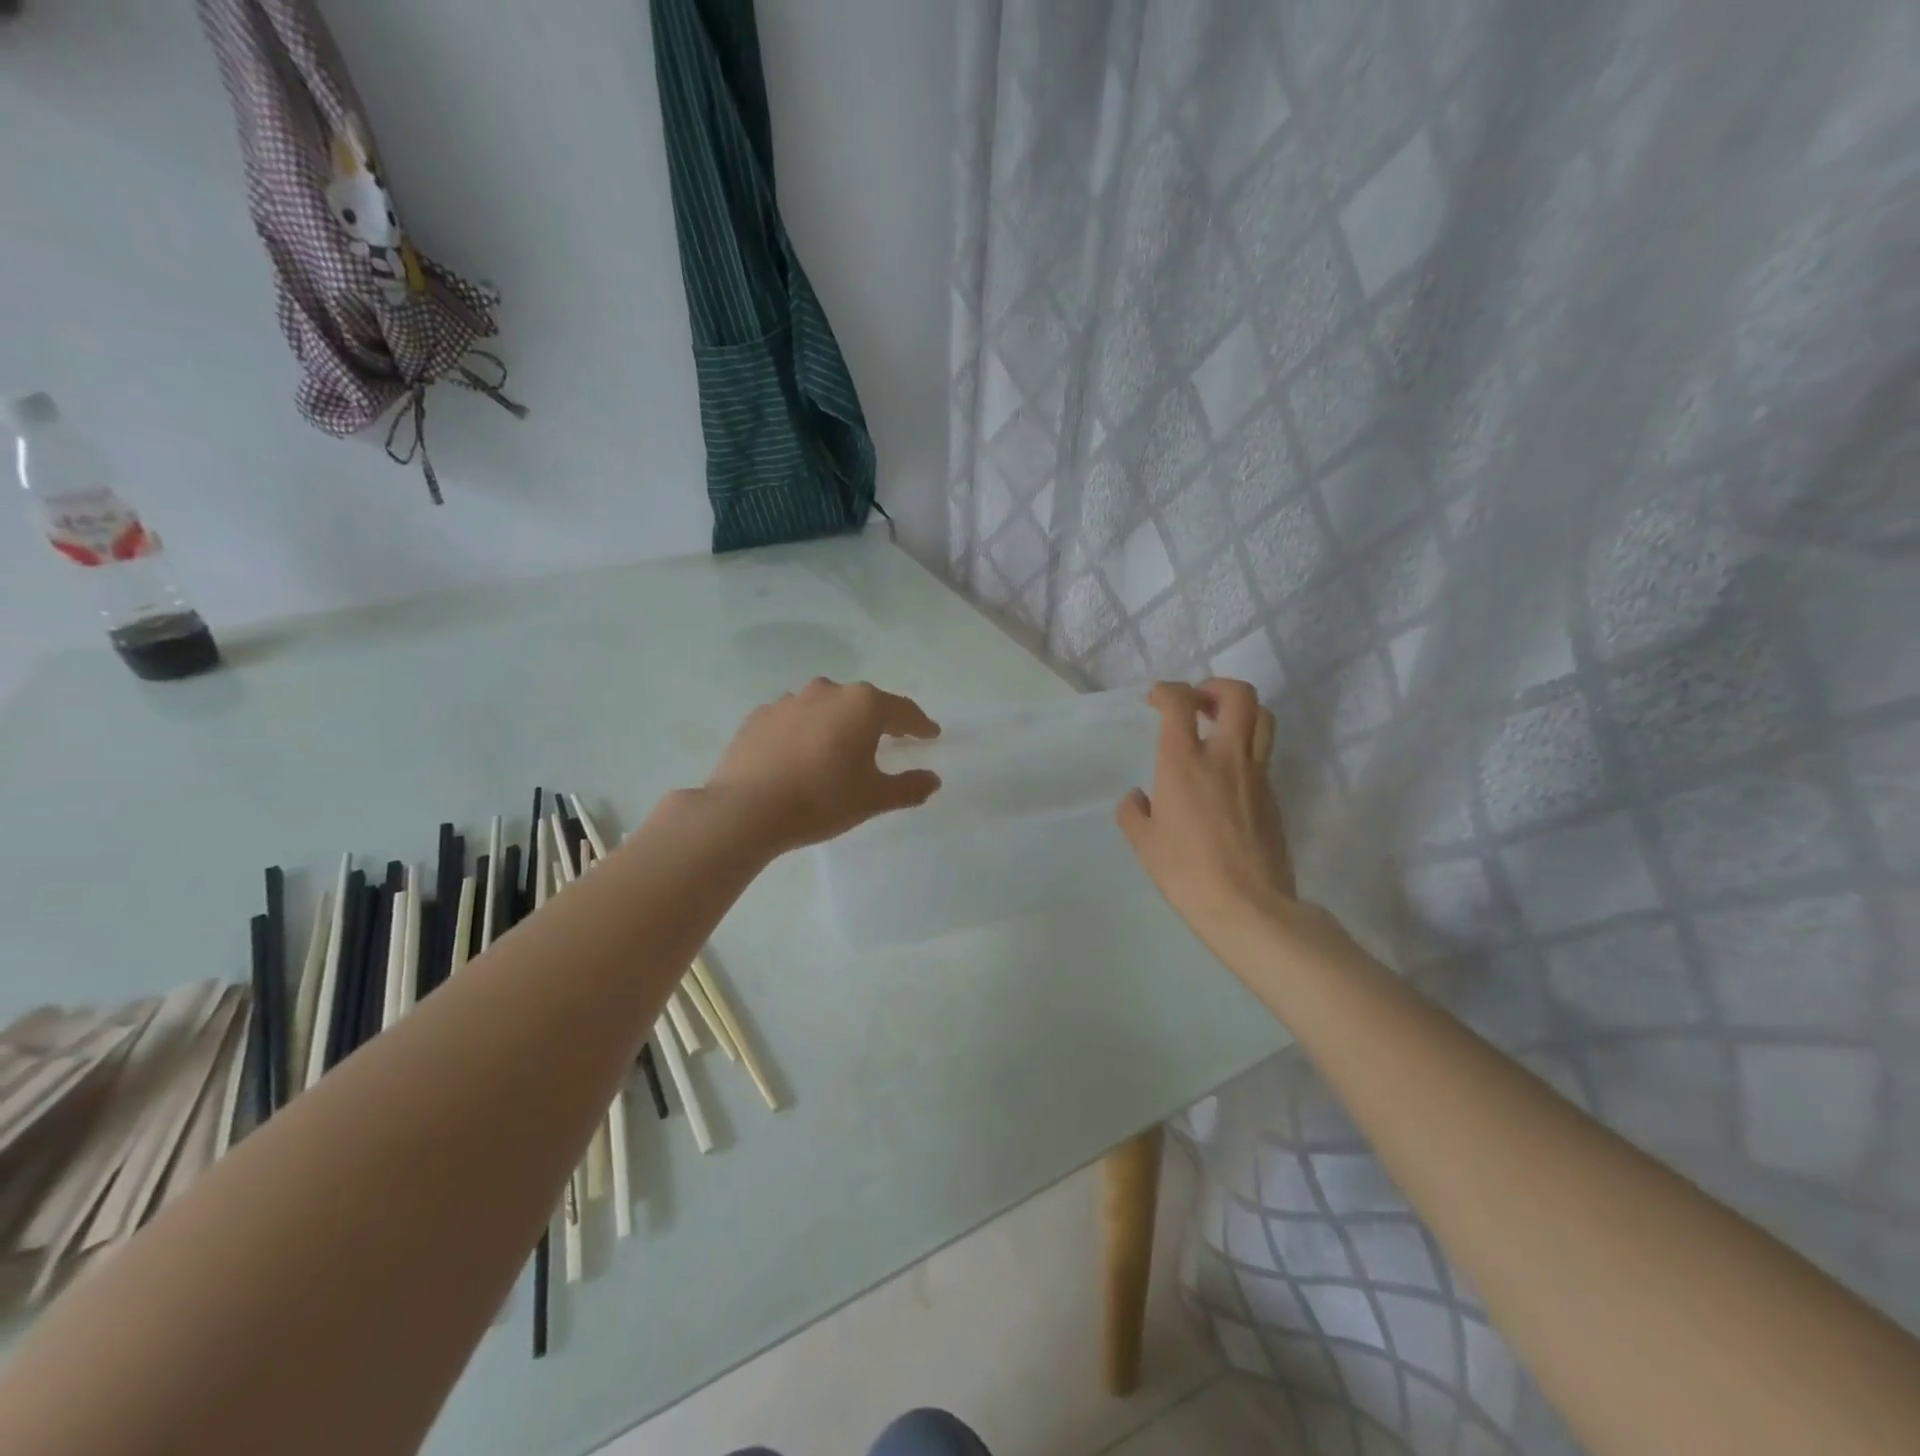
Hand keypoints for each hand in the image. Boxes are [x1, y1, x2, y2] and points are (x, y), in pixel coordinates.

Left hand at [706, 679, 941, 851]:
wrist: (746, 809)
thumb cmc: (821, 799)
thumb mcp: (873, 798)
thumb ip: (908, 787)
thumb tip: (932, 780)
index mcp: (862, 705)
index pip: (902, 710)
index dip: (920, 724)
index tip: (931, 734)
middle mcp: (827, 691)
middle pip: (863, 703)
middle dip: (879, 720)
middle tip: (891, 738)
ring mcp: (789, 701)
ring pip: (825, 708)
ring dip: (838, 723)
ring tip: (841, 747)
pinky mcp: (759, 716)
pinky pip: (794, 720)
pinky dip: (805, 731)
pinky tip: (802, 754)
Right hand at [1118, 680, 1299, 959]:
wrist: (1247, 906)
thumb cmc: (1186, 872)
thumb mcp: (1144, 843)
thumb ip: (1134, 812)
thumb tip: (1138, 798)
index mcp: (1184, 763)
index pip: (1179, 703)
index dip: (1166, 690)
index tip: (1155, 699)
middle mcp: (1225, 757)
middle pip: (1239, 695)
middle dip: (1216, 686)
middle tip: (1197, 702)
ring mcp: (1256, 774)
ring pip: (1263, 718)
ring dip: (1240, 710)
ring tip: (1219, 725)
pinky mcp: (1273, 795)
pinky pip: (1263, 753)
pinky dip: (1246, 746)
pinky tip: (1227, 772)